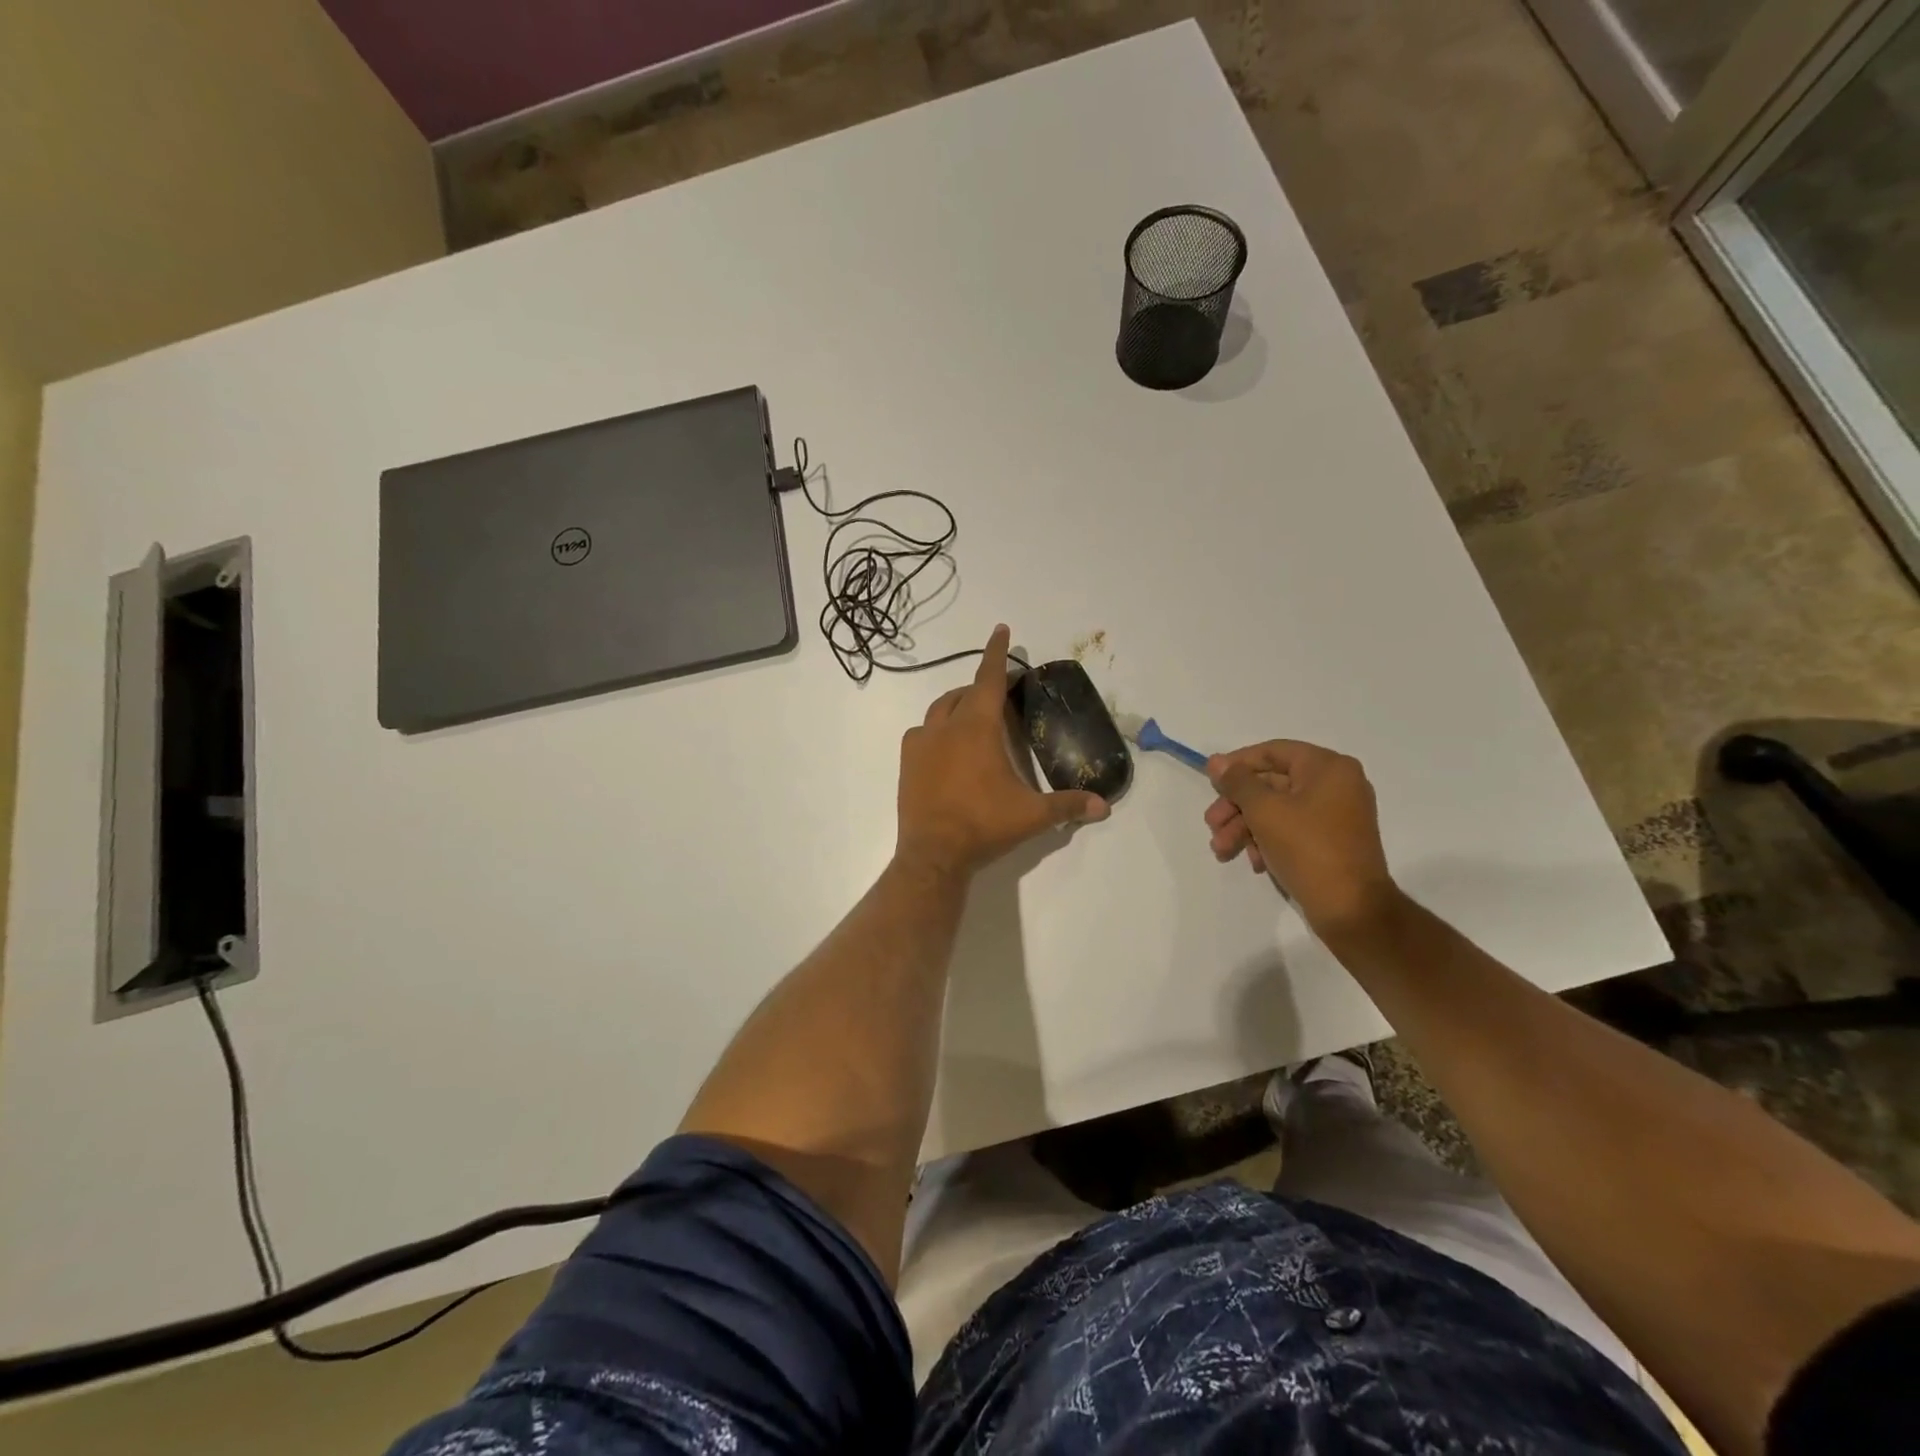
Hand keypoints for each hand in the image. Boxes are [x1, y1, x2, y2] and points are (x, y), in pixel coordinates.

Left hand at [897, 626, 1110, 876]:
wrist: (932, 854)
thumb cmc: (984, 826)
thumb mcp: (1032, 815)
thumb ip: (1069, 806)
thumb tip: (1104, 806)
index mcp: (977, 727)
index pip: (990, 679)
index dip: (998, 653)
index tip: (1001, 629)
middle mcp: (946, 726)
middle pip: (965, 692)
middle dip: (984, 686)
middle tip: (1002, 693)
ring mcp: (921, 743)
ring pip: (940, 709)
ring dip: (959, 704)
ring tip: (975, 717)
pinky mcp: (906, 762)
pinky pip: (922, 732)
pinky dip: (938, 729)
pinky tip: (948, 747)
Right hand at [1204, 740, 1399, 938]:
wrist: (1351, 910)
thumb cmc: (1307, 849)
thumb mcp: (1264, 810)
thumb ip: (1237, 782)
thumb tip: (1216, 761)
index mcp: (1328, 767)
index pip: (1272, 752)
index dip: (1236, 765)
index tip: (1210, 783)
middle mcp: (1336, 784)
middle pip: (1271, 784)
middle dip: (1236, 806)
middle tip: (1211, 825)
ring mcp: (1336, 815)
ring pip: (1277, 810)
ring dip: (1245, 827)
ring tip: (1222, 851)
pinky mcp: (1331, 842)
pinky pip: (1292, 830)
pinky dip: (1267, 841)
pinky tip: (1254, 862)